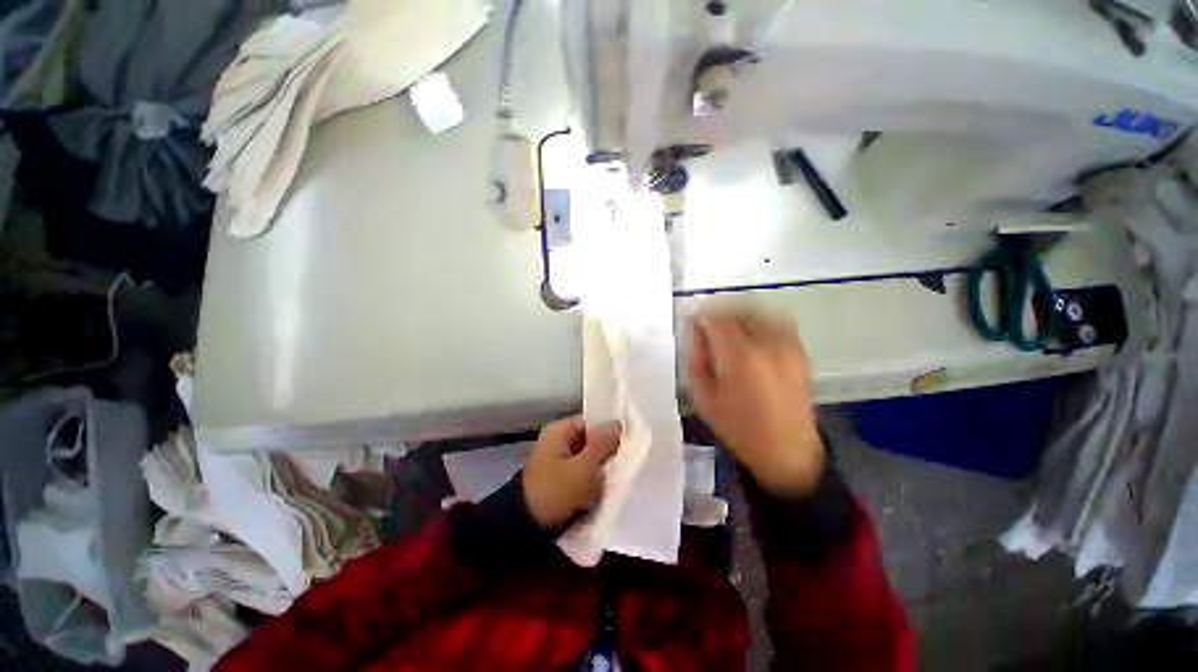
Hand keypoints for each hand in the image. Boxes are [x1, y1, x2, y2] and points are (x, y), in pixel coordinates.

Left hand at [523, 417, 620, 529]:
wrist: (530, 530)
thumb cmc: (558, 491)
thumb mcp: (584, 467)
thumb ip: (603, 444)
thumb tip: (618, 423)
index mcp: (559, 431)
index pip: (591, 421)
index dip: (611, 428)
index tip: (631, 439)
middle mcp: (559, 441)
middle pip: (592, 439)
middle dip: (609, 449)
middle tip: (631, 457)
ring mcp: (560, 461)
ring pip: (590, 457)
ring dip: (604, 465)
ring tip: (625, 470)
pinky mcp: (564, 480)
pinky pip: (585, 471)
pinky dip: (596, 477)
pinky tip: (612, 483)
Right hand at [688, 310, 825, 496]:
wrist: (786, 449)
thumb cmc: (738, 427)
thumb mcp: (703, 396)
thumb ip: (696, 359)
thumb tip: (696, 333)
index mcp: (739, 357)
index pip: (715, 320)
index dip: (700, 318)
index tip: (692, 323)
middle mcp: (767, 344)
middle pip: (737, 311)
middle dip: (718, 314)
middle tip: (706, 326)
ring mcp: (788, 345)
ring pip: (758, 312)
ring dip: (738, 315)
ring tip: (728, 329)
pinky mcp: (800, 351)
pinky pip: (777, 322)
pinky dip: (759, 321)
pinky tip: (750, 336)